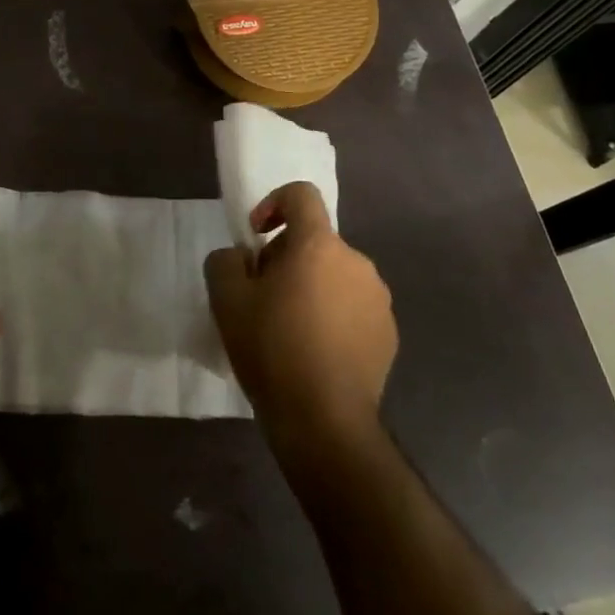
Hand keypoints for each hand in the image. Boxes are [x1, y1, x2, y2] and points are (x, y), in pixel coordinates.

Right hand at [205, 182, 396, 451]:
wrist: (323, 420)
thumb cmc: (271, 349)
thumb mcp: (225, 298)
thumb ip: (226, 260)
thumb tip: (242, 258)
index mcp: (319, 246)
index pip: (301, 195)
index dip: (273, 203)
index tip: (256, 237)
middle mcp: (357, 263)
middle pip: (315, 240)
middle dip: (285, 257)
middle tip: (262, 295)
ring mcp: (378, 299)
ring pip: (335, 275)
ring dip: (310, 286)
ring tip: (288, 327)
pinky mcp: (388, 333)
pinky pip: (353, 306)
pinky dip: (332, 314)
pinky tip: (314, 350)